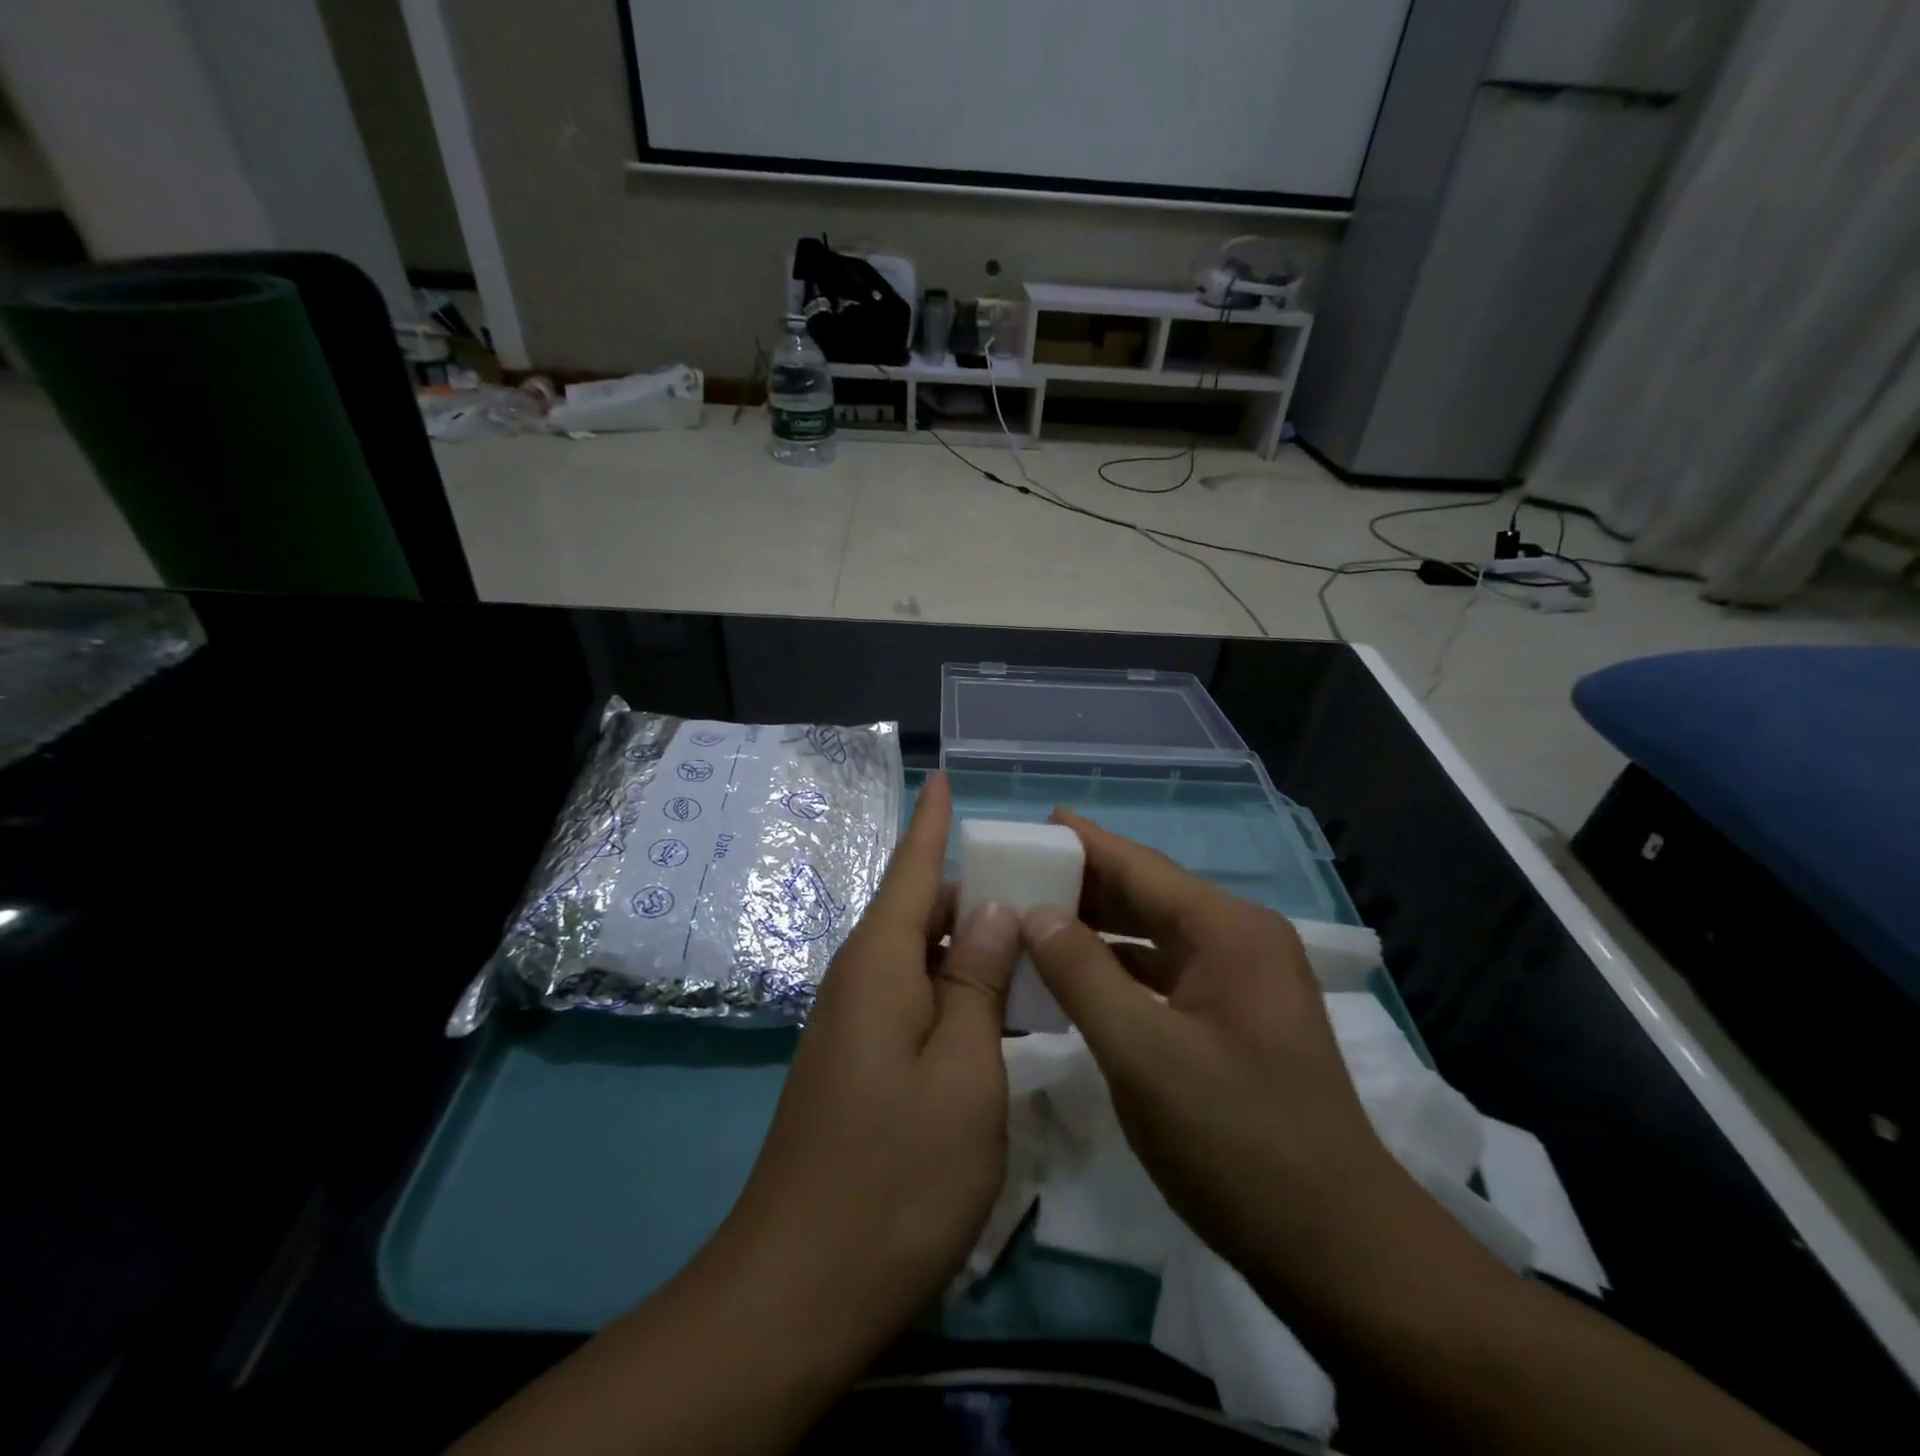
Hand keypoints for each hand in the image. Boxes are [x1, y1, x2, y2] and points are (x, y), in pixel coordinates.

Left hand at [723, 771, 1021, 1355]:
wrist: (800, 1285)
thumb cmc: (896, 1173)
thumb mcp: (963, 1072)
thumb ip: (977, 982)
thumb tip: (992, 911)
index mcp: (879, 964)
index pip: (910, 869)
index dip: (931, 823)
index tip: (943, 779)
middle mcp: (859, 979)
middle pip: (918, 911)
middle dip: (972, 890)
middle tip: (1041, 886)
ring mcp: (853, 1024)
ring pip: (918, 958)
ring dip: (968, 945)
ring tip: (1032, 939)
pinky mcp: (857, 1062)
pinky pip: (912, 999)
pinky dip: (955, 990)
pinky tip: (997, 1009)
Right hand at [1019, 808, 1421, 1308]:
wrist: (1336, 1248)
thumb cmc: (1236, 1141)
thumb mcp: (1142, 1053)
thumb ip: (1083, 974)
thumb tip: (1035, 913)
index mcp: (1228, 931)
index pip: (1140, 867)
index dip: (1084, 843)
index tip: (1033, 823)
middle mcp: (1240, 942)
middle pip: (1148, 896)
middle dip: (1083, 885)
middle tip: (1016, 874)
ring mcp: (1242, 983)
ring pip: (1154, 938)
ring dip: (1096, 930)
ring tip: (1031, 918)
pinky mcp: (1234, 1021)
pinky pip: (1164, 976)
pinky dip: (1118, 972)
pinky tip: (1074, 978)